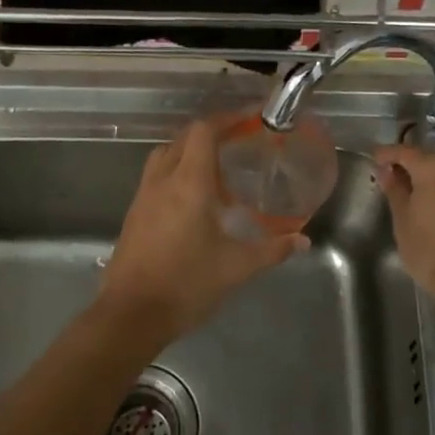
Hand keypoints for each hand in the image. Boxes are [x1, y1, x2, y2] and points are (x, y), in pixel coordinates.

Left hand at [98, 118, 306, 346]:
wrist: (130, 315)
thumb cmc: (186, 284)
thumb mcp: (236, 267)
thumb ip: (272, 250)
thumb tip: (303, 240)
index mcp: (189, 183)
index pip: (204, 131)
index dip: (227, 119)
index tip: (250, 121)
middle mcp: (162, 180)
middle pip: (184, 138)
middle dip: (211, 133)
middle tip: (238, 142)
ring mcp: (143, 196)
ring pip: (166, 155)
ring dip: (190, 151)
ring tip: (217, 169)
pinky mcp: (134, 214)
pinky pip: (156, 176)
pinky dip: (176, 172)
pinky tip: (194, 199)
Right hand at [374, 145, 434, 297]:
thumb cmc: (430, 250)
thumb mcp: (403, 221)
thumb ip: (396, 191)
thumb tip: (388, 172)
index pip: (405, 152)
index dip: (387, 154)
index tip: (376, 159)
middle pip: (433, 160)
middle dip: (415, 168)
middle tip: (399, 182)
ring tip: (426, 197)